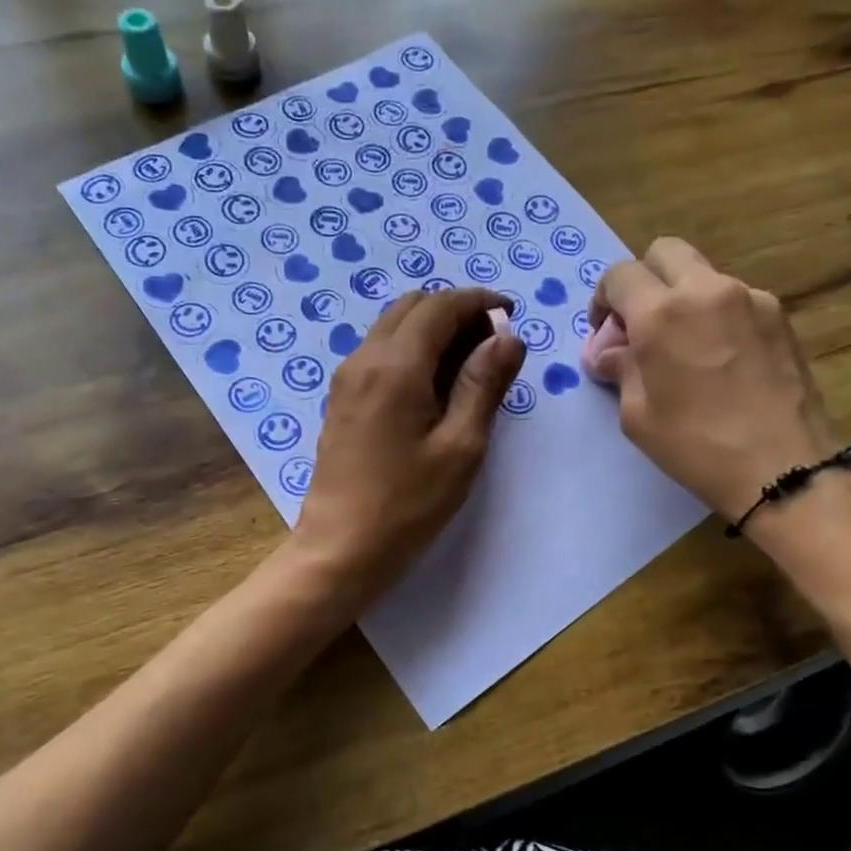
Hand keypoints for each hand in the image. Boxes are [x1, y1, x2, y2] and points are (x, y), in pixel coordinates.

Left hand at [291, 287, 524, 599]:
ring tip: (469, 365)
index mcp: (395, 366)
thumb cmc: (408, 504)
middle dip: (455, 312)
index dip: (479, 301)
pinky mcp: (341, 398)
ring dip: (433, 329)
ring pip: (394, 327)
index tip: (510, 313)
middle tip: (492, 344)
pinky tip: (434, 386)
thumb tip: (508, 336)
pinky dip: (412, 350)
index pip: (440, 307)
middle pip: (413, 307)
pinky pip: (380, 352)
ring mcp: (347, 378)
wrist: (340, 548)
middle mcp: (364, 359)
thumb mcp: (461, 447)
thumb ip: (484, 384)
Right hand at [589, 238, 840, 519]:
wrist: (783, 468)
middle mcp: (707, 290)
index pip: (620, 275)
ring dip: (684, 298)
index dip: (604, 299)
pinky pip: (736, 299)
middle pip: (665, 253)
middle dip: (645, 281)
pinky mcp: (780, 316)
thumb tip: (609, 352)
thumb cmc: (697, 446)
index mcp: (662, 313)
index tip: (606, 333)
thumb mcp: (638, 415)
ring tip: (686, 349)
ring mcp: (750, 298)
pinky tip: (722, 360)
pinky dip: (718, 316)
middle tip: (643, 325)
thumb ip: (620, 369)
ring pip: (703, 275)